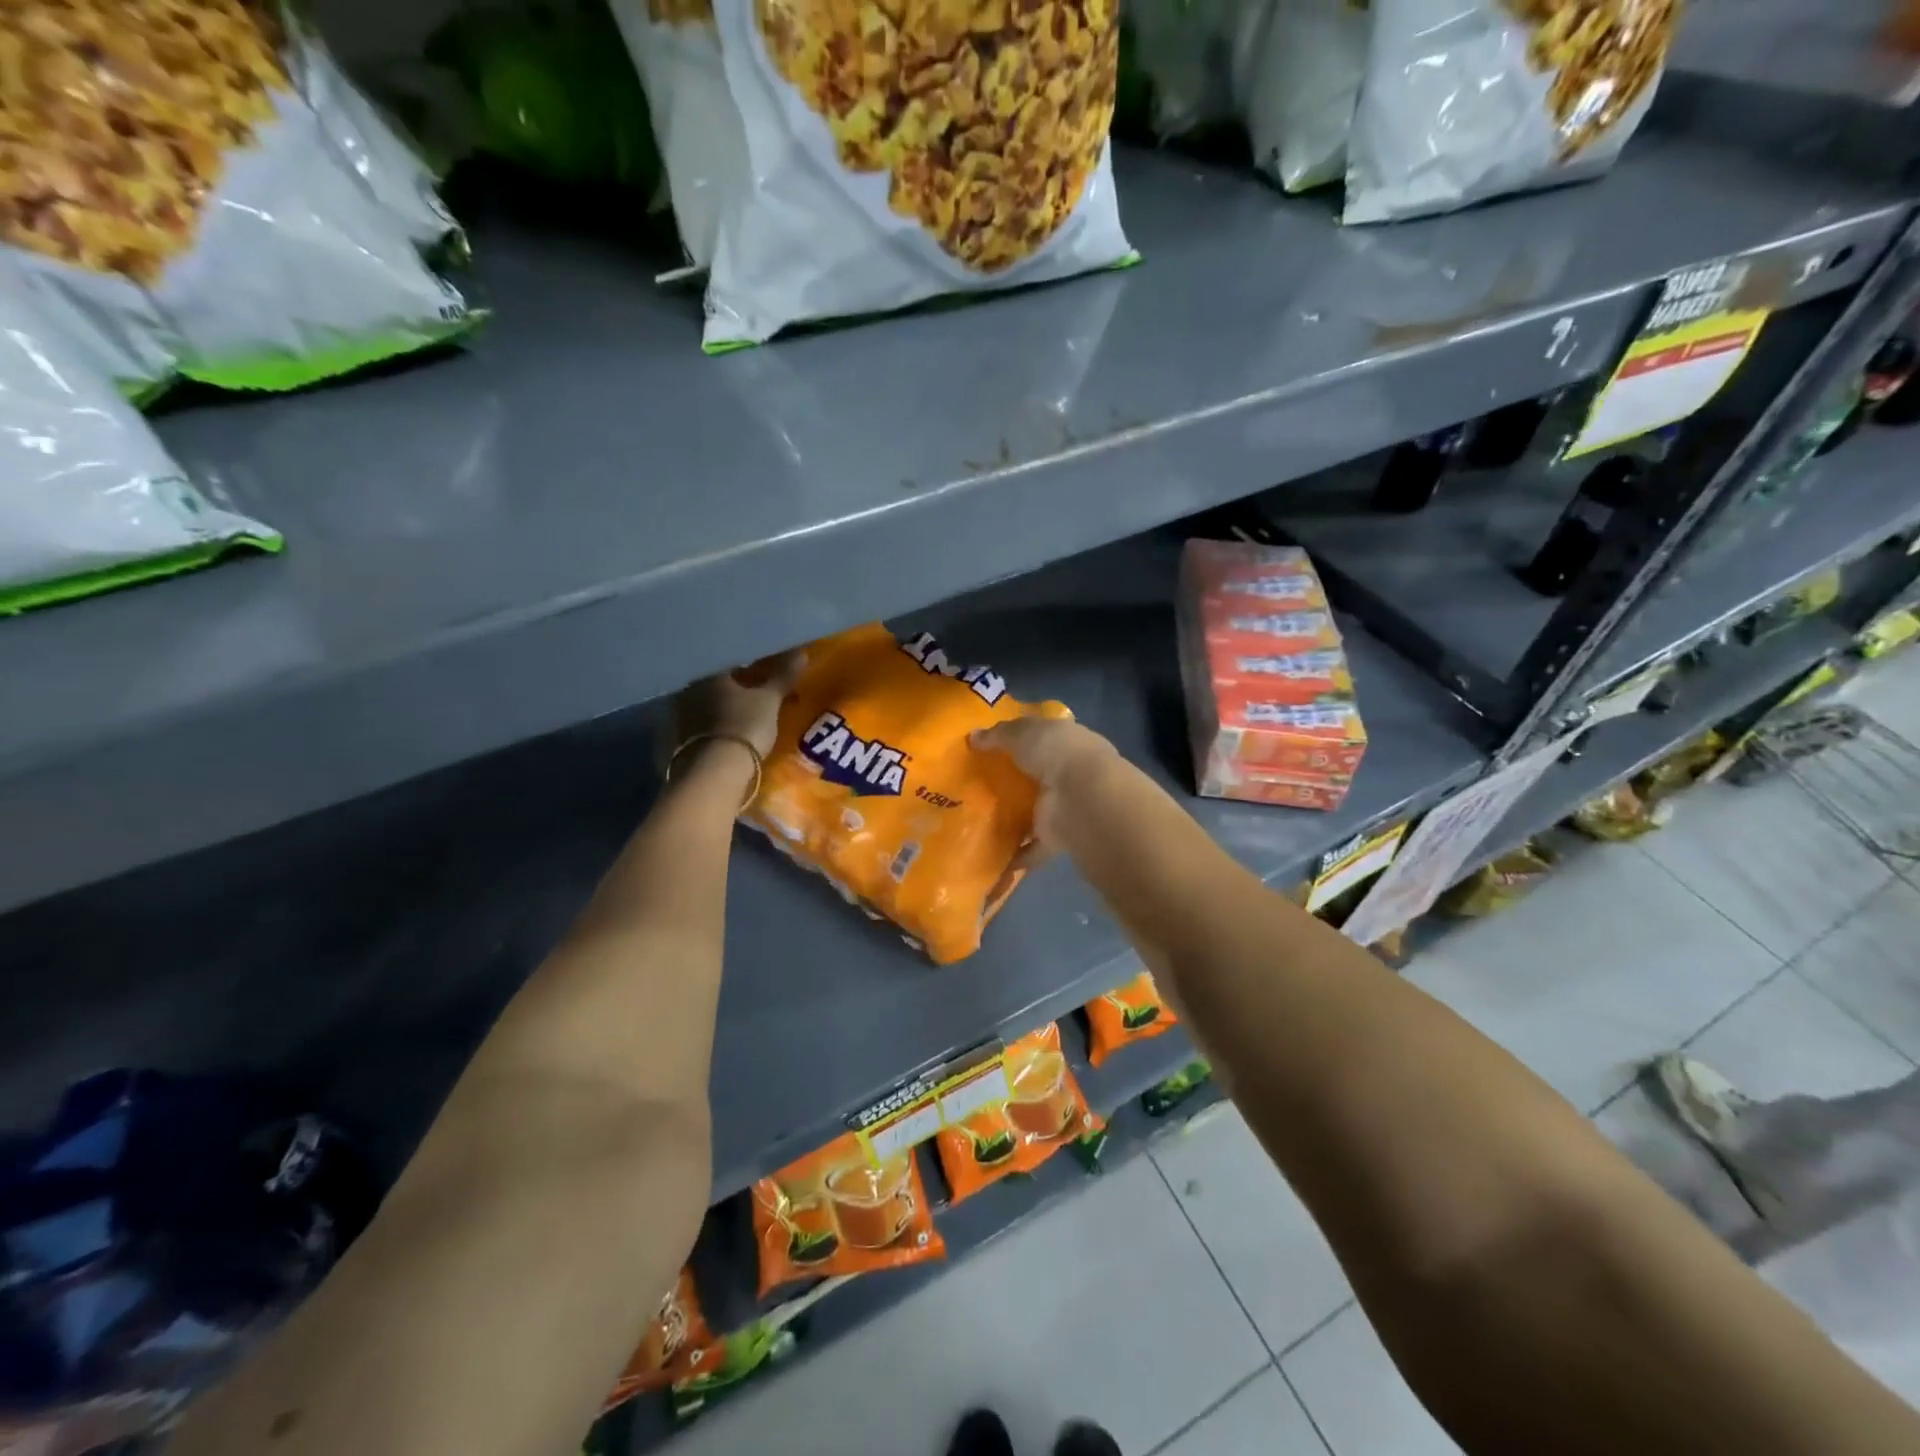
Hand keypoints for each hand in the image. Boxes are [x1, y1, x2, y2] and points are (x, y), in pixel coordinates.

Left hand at [673, 650, 805, 760]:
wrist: (717, 770)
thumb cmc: (745, 725)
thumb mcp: (770, 701)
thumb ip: (782, 677)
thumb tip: (801, 654)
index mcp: (710, 673)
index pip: (729, 660)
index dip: (747, 664)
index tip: (761, 669)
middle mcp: (690, 689)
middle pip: (715, 682)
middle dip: (733, 685)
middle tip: (753, 691)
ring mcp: (682, 715)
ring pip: (706, 704)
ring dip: (722, 706)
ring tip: (742, 713)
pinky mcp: (680, 740)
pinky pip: (702, 725)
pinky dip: (715, 725)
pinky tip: (728, 731)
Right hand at [970, 716, 1116, 859]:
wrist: (1081, 797)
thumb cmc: (1055, 752)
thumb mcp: (1021, 732)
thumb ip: (998, 734)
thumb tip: (973, 736)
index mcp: (1067, 741)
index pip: (1044, 737)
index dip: (1022, 739)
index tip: (994, 747)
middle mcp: (1070, 773)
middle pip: (1038, 776)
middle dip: (1015, 781)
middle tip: (978, 787)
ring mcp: (1066, 807)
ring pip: (1036, 812)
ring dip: (1016, 819)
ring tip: (980, 823)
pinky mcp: (1060, 837)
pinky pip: (1033, 847)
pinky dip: (1016, 854)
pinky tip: (991, 858)